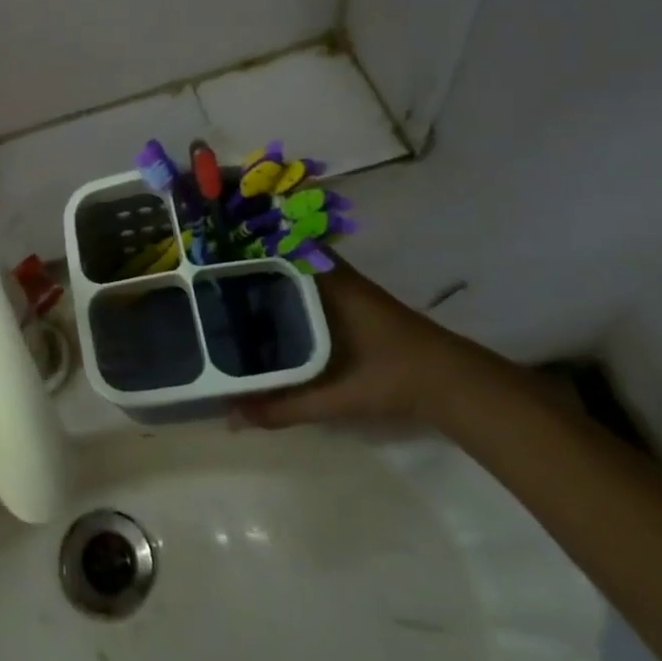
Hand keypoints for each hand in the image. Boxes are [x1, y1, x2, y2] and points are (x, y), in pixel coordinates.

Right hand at [234, 259, 494, 428]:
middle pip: (281, 255)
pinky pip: (309, 285)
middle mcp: (332, 275)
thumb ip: (283, 406)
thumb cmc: (391, 377)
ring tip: (226, 286)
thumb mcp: (334, 396)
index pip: (276, 246)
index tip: (208, 249)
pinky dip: (287, 290)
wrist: (454, 385)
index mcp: (325, 282)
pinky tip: (267, 310)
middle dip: (247, 260)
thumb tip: (233, 417)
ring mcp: (346, 287)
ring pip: (296, 270)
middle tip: (207, 271)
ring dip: (268, 274)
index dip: (242, 243)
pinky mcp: (354, 303)